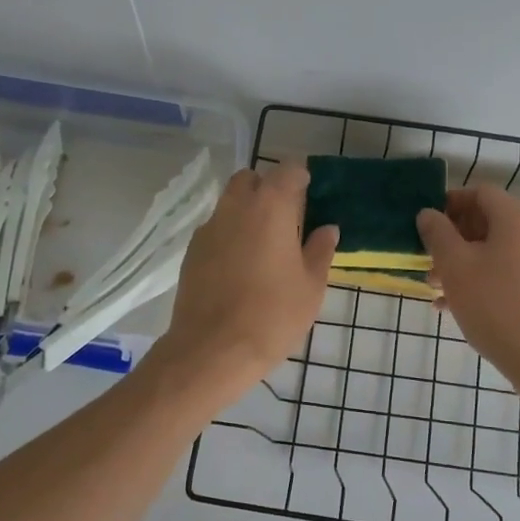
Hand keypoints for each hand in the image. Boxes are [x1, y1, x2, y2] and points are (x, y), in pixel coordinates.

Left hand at [156, 162, 338, 387]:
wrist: (212, 350)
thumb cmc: (272, 315)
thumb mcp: (311, 286)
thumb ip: (320, 250)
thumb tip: (327, 229)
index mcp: (270, 207)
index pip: (288, 170)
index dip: (301, 177)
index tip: (310, 196)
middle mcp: (236, 207)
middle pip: (251, 179)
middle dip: (268, 189)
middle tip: (286, 219)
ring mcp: (209, 228)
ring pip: (229, 202)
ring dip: (247, 211)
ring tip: (264, 245)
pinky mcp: (192, 251)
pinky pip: (216, 228)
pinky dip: (230, 234)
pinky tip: (240, 266)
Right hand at [417, 187, 519, 392]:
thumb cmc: (496, 305)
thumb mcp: (455, 266)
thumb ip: (438, 234)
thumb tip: (428, 214)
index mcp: (518, 217)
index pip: (480, 193)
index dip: (450, 204)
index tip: (427, 225)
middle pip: (490, 222)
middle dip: (455, 239)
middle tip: (429, 262)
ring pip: (499, 251)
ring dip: (466, 263)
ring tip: (437, 289)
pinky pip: (512, 273)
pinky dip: (485, 280)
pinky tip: (457, 307)